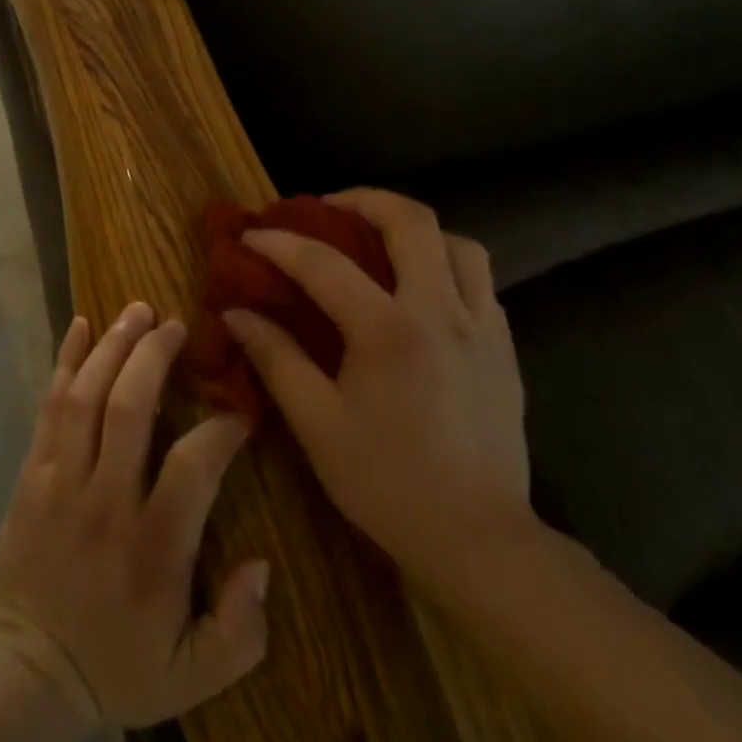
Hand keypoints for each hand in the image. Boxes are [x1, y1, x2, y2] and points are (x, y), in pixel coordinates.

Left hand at [0, 304, 270, 728]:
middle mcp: (107, 500)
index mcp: (154, 546)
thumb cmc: (118, 667)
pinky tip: (78, 326)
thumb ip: (242, 629)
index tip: (242, 410)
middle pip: (130, 407)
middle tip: (176, 324)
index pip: (194, 465)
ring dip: (112, 345)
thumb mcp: (195, 675)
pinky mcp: (31, 475)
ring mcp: (62, 481)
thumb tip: (261, 564)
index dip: (223, 428)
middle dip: (154, 355)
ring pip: (87, 396)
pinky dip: (64, 362)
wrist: (28, 673)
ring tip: (136, 310)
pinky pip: (49, 407)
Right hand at [223, 189, 535, 589]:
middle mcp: (442, 311)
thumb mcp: (317, 423)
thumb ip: (276, 359)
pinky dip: (445, 265)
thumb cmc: (388, 483)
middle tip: (327, 210)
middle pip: (412, 221)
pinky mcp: (505, 348)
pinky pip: (479, 281)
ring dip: (414, 230)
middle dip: (363, 201)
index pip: (324, 263)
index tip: (251, 235)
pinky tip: (419, 293)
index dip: (280, 243)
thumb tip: (236, 314)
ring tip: (379, 245)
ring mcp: (483, 327)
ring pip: (458, 243)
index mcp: (389, 330)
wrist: (480, 540)